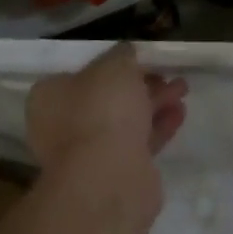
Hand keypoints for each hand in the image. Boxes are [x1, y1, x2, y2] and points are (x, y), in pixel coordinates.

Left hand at [26, 42, 188, 176]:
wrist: (108, 179)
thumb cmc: (102, 109)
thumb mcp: (115, 64)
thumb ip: (122, 55)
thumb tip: (126, 54)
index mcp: (50, 98)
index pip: (79, 74)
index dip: (110, 64)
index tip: (137, 58)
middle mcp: (62, 126)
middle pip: (106, 98)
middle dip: (139, 84)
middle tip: (165, 73)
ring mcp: (87, 155)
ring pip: (125, 121)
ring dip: (154, 103)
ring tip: (182, 89)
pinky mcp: (113, 176)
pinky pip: (138, 144)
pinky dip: (158, 127)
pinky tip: (179, 113)